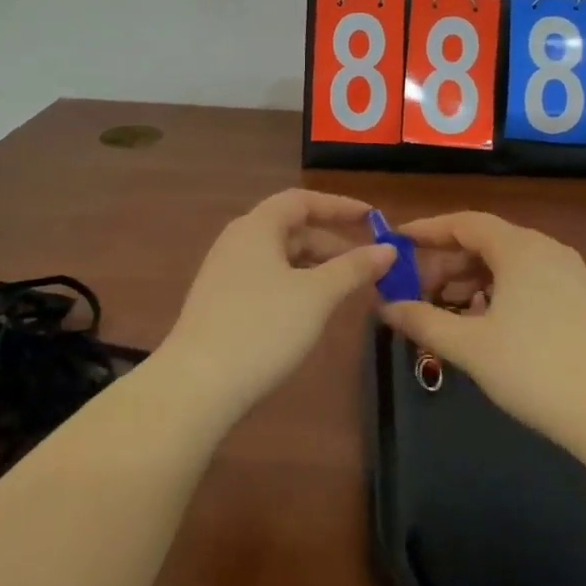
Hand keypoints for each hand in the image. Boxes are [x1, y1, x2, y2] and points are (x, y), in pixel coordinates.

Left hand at [157, 189, 396, 414]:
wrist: (196, 385)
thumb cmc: (262, 327)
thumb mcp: (317, 296)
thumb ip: (353, 268)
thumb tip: (388, 249)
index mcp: (257, 227)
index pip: (302, 200)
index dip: (339, 206)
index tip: (373, 218)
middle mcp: (238, 241)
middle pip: (292, 229)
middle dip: (333, 243)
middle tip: (369, 264)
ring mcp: (225, 273)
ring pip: (280, 258)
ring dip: (316, 267)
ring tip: (347, 289)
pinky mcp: (220, 304)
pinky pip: (267, 280)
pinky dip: (296, 285)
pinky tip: (312, 311)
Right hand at [382, 211, 585, 448]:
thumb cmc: (536, 371)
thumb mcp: (470, 347)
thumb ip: (423, 321)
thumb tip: (386, 307)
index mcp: (519, 248)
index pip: (463, 222)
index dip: (427, 230)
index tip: (397, 243)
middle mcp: (546, 249)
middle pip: (485, 242)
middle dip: (446, 263)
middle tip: (416, 290)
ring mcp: (570, 273)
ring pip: (508, 264)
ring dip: (472, 281)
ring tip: (447, 311)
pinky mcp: (584, 299)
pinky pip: (530, 281)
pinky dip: (500, 293)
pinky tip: (488, 325)